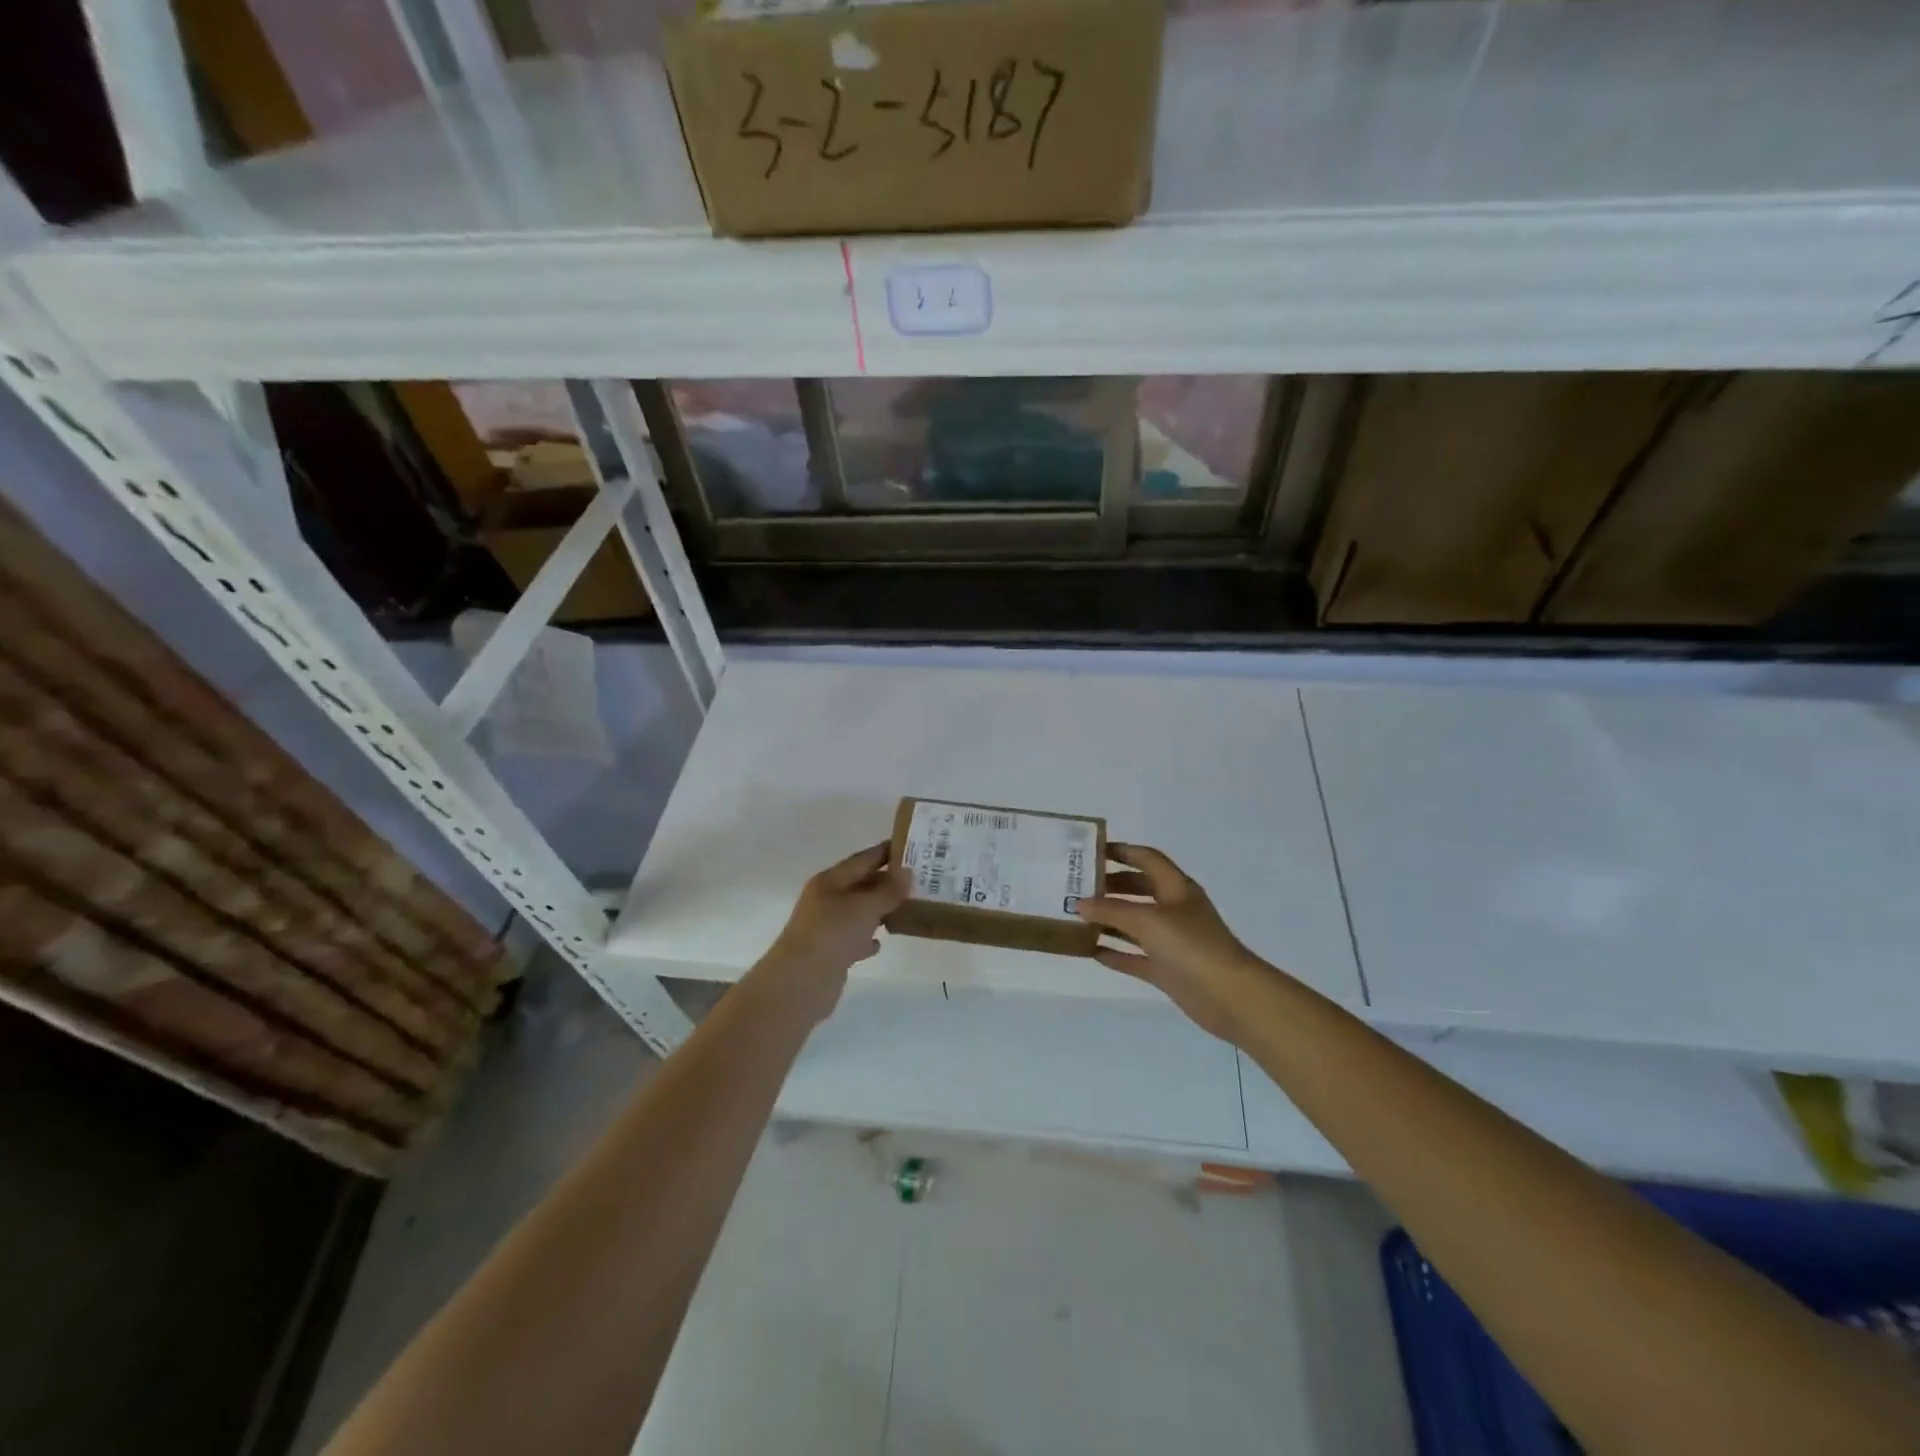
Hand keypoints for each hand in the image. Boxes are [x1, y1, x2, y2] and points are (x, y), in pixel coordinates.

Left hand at [759, 843, 907, 1022]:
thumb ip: (888, 890)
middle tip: (919, 879)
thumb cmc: (833, 934)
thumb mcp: (865, 907)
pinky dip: (867, 938)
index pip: (863, 859)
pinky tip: (881, 943)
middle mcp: (826, 900)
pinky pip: (854, 938)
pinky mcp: (830, 952)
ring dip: (880, 909)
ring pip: (858, 912)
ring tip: (907, 907)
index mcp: (830, 881)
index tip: (912, 846)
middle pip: (861, 884)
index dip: (886, 852)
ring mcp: (826, 927)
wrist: (801, 982)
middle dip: (887, 881)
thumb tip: (907, 873)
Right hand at [1075, 844, 1278, 1043]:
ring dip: (1109, 919)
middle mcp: (1174, 910)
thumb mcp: (1148, 920)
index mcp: (1176, 888)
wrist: (1230, 996)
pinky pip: (1135, 956)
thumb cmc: (1191, 946)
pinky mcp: (1168, 969)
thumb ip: (1111, 910)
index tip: (1091, 851)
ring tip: (1077, 916)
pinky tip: (1092, 951)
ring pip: (1135, 924)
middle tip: (1078, 886)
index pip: (1147, 859)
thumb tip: (1078, 903)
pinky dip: (1116, 953)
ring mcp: (1172, 941)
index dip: (1122, 851)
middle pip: (1139, 889)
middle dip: (1110, 885)